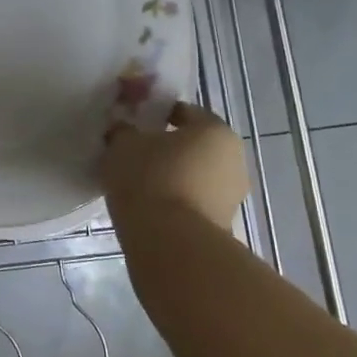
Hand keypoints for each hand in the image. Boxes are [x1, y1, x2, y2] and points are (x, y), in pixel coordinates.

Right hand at [100, 102, 248, 232]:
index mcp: (215, 130)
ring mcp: (232, 196)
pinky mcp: (222, 227)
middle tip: (133, 153)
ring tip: (136, 184)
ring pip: (194, 176)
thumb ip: (123, 131)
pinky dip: (174, 201)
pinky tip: (149, 207)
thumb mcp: (123, 144)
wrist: (172, 246)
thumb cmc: (151, 179)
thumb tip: (123, 131)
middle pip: (192, 145)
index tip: (132, 124)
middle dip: (165, 148)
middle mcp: (233, 159)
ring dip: (170, 177)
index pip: (183, 111)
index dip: (155, 114)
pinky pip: (193, 203)